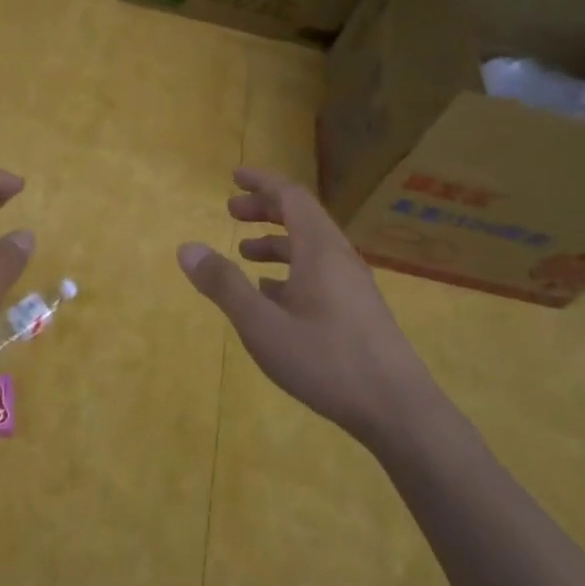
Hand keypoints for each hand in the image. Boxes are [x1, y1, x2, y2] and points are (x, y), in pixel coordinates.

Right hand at [177, 167, 433, 445]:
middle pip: (302, 216)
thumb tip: (187, 248)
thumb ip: (224, 285)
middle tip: (231, 212)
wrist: (397, 409)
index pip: (290, 195)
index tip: (234, 177)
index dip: (261, 182)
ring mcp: (353, 284)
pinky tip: (274, 295)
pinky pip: (320, 272)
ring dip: (277, 241)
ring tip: (244, 254)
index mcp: (319, 249)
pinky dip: (291, 269)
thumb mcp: (262, 325)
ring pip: (311, 246)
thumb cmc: (325, 360)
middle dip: (265, 209)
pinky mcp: (358, 309)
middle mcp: (340, 257)